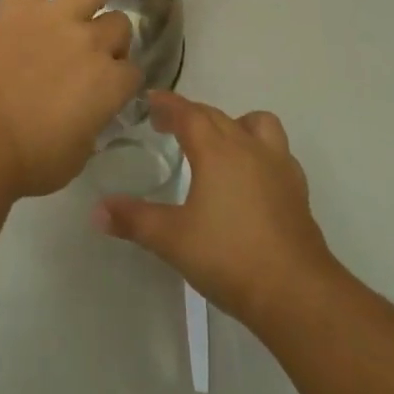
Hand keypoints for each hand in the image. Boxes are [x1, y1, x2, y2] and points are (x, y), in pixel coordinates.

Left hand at [0, 0, 140, 198]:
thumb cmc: (30, 158)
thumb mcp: (77, 154)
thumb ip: (91, 125)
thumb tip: (88, 115)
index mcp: (111, 84)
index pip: (134, 72)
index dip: (123, 80)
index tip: (110, 88)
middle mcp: (92, 43)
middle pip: (119, 26)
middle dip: (111, 39)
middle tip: (91, 53)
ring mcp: (57, 18)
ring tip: (80, 3)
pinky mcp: (22, 6)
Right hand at [92, 91, 335, 326]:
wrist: (296, 292)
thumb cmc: (229, 257)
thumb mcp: (172, 239)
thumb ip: (134, 220)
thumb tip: (96, 210)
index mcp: (216, 149)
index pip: (187, 112)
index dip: (167, 103)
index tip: (149, 101)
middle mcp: (248, 146)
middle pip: (216, 115)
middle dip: (190, 114)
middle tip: (167, 126)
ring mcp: (278, 165)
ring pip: (255, 123)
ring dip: (233, 124)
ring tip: (217, 145)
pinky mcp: (297, 188)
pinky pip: (276, 152)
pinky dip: (259, 152)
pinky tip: (250, 177)